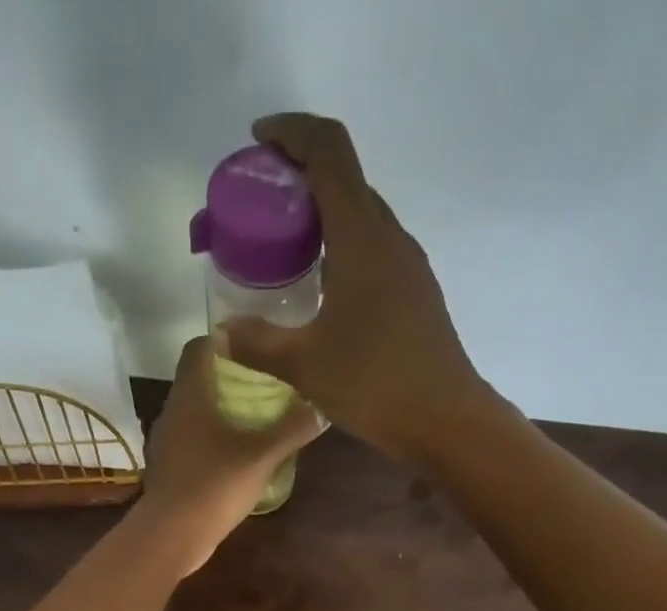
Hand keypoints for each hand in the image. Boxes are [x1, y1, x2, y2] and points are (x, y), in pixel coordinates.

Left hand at [130, 333, 324, 575]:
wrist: (172, 535)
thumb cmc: (215, 485)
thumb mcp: (262, 456)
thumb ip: (292, 429)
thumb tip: (321, 408)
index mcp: (191, 394)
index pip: (201, 346)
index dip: (226, 340)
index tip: (254, 347)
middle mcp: (173, 411)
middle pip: (199, 380)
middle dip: (229, 380)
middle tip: (264, 386)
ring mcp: (166, 443)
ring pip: (194, 414)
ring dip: (220, 413)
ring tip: (254, 422)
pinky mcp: (168, 470)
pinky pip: (191, 444)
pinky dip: (211, 443)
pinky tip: (234, 458)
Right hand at [220, 114, 495, 469]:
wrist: (444, 419)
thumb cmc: (374, 384)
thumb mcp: (305, 365)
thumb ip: (259, 344)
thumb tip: (222, 334)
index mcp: (360, 236)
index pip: (328, 152)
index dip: (291, 134)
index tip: (259, 142)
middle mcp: (389, 237)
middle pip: (346, 181)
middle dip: (302, 179)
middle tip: (263, 207)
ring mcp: (409, 266)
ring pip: (363, 219)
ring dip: (325, 218)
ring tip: (287, 250)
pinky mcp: (417, 295)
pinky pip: (375, 252)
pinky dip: (344, 251)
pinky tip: (323, 290)